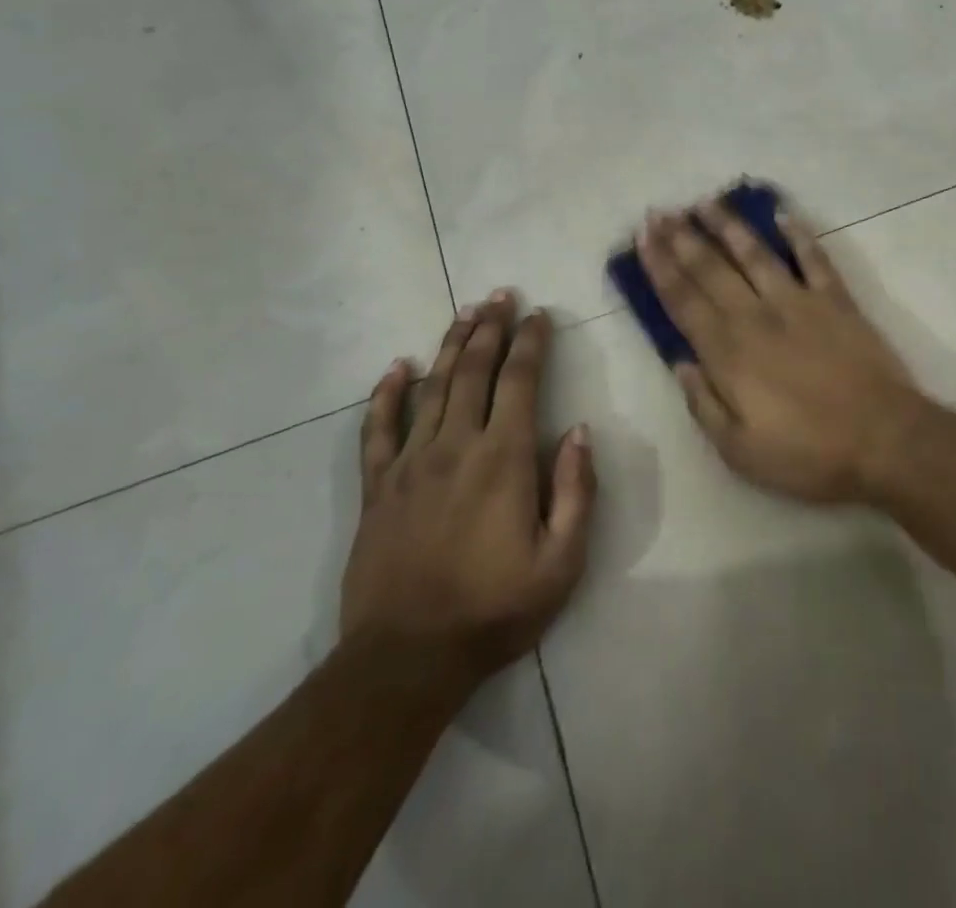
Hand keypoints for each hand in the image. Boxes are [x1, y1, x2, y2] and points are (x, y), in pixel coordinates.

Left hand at [341, 293, 596, 684]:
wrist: (406, 660)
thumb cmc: (495, 610)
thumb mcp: (562, 562)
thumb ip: (575, 491)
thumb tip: (579, 432)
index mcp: (504, 459)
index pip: (520, 382)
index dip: (531, 343)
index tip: (539, 314)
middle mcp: (456, 446)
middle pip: (474, 371)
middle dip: (490, 328)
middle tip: (500, 295)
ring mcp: (410, 464)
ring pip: (432, 388)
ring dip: (450, 346)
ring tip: (464, 313)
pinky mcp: (377, 487)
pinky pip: (378, 429)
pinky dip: (387, 394)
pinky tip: (396, 368)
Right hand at [638, 199, 921, 503]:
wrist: (884, 440)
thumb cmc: (808, 454)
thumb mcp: (740, 451)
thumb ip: (704, 404)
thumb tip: (679, 363)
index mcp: (729, 352)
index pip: (684, 300)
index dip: (660, 266)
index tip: (643, 237)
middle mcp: (757, 316)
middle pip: (711, 268)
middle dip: (682, 238)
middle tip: (660, 211)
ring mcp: (799, 302)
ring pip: (755, 253)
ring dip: (728, 225)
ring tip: (706, 202)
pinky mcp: (837, 300)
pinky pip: (814, 258)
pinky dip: (799, 234)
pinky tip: (783, 215)